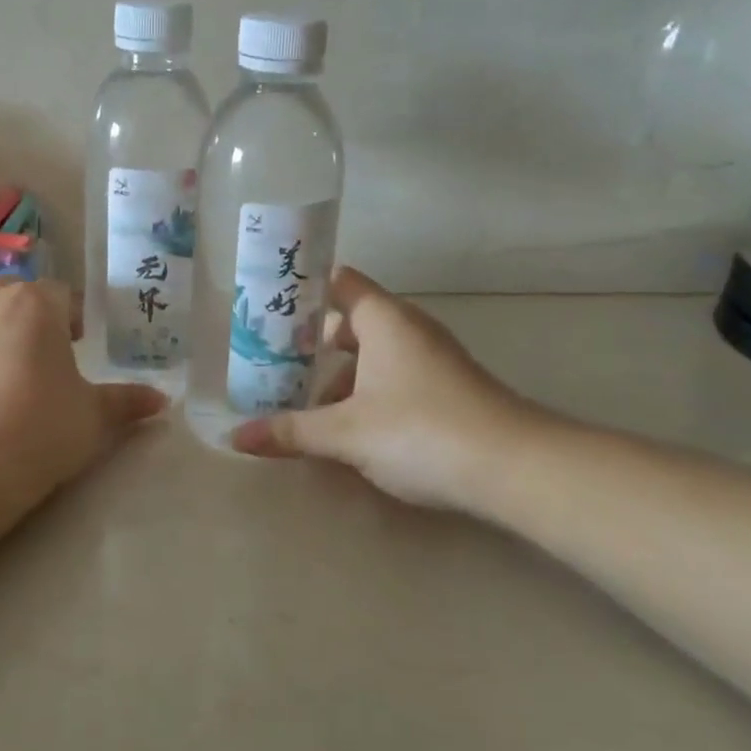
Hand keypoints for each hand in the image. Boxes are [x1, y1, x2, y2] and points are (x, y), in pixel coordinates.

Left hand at [0, 280, 167, 496]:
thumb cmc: (42, 427)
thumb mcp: (94, 416)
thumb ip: (127, 402)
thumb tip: (161, 401)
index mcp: (36, 304)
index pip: (61, 294)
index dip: (74, 315)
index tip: (82, 343)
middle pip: (18, 295)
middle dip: (36, 316)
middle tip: (52, 353)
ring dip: (4, 334)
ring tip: (19, 375)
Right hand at [230, 267, 566, 512]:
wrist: (514, 468)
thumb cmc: (420, 430)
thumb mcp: (346, 433)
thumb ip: (291, 431)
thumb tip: (237, 438)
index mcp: (384, 319)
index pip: (339, 282)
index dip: (305, 290)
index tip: (270, 309)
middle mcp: (409, 328)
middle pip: (351, 321)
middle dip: (314, 345)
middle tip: (275, 366)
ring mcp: (433, 358)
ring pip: (374, 354)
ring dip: (340, 376)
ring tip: (306, 408)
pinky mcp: (448, 388)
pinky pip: (394, 377)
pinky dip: (368, 393)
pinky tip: (351, 430)